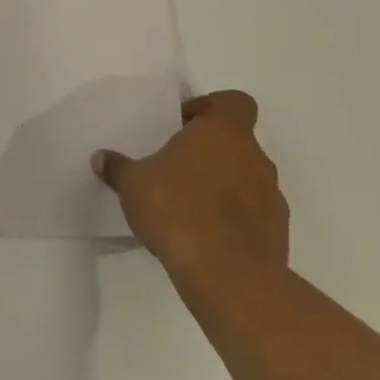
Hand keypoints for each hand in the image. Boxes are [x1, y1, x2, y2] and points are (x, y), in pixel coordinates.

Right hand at [91, 90, 287, 298]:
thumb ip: (118, 167)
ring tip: (187, 207)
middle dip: (208, 153)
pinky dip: (233, 220)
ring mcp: (272, 200)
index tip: (182, 127)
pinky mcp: (278, 237)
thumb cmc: (178, 209)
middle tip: (175, 168)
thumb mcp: (133, 183)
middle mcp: (255, 159)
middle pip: (237, 143)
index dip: (209, 108)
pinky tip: (203, 237)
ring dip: (222, 187)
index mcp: (225, 132)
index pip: (234, 102)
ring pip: (246, 180)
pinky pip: (253, 216)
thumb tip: (101, 159)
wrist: (229, 277)